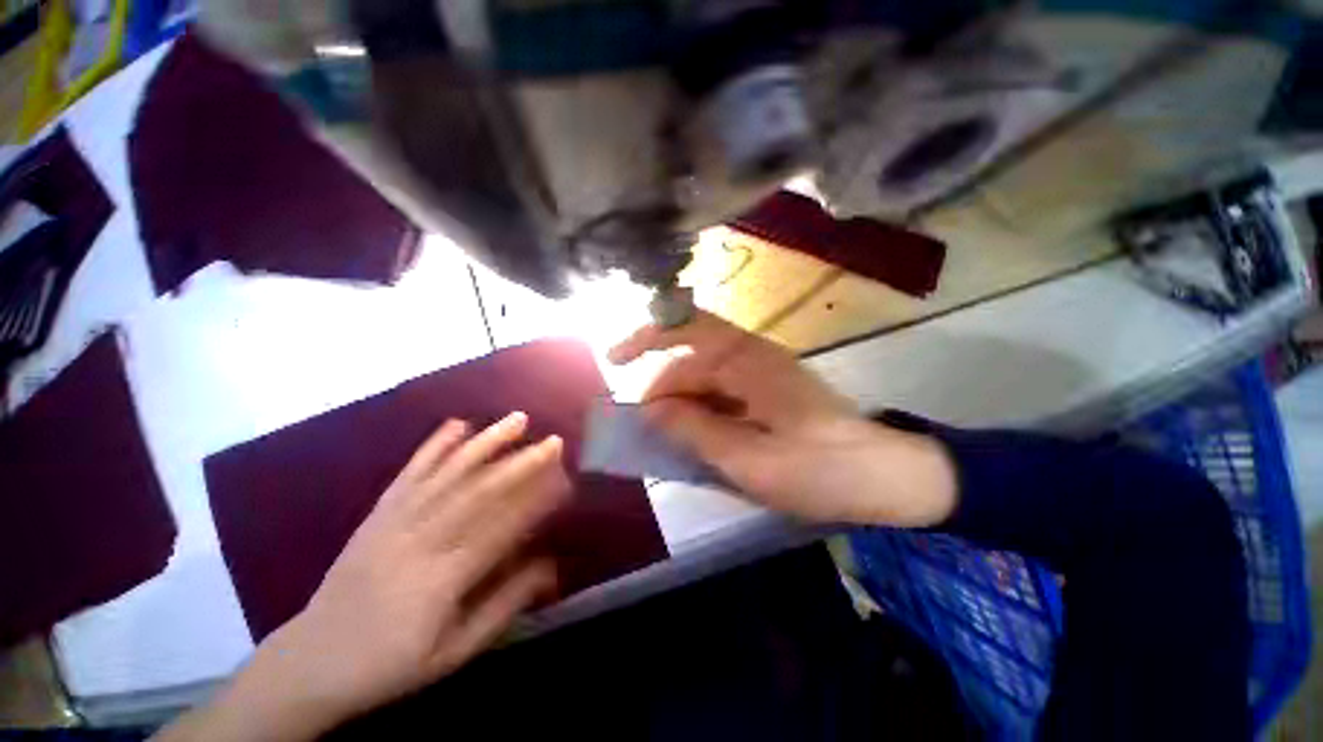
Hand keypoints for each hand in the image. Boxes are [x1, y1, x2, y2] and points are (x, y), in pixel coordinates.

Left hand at [155, 413, 569, 741]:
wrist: (312, 661)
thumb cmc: (392, 663)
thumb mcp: (456, 650)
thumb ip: (504, 604)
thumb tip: (550, 565)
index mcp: (444, 577)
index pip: (503, 527)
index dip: (538, 500)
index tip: (566, 480)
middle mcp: (423, 539)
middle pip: (481, 490)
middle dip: (523, 462)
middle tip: (554, 441)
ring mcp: (396, 519)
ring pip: (449, 471)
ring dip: (487, 442)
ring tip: (518, 419)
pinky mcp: (378, 512)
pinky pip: (411, 472)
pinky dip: (436, 445)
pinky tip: (458, 424)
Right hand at [609, 312, 955, 527]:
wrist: (885, 476)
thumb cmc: (821, 471)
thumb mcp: (750, 460)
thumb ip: (696, 431)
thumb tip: (652, 410)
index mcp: (750, 362)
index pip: (687, 329)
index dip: (646, 337)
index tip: (614, 361)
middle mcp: (753, 356)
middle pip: (690, 358)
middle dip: (661, 389)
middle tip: (643, 430)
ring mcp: (760, 373)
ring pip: (703, 376)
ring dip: (679, 403)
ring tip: (664, 439)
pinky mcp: (765, 391)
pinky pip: (719, 392)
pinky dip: (699, 411)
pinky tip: (693, 437)